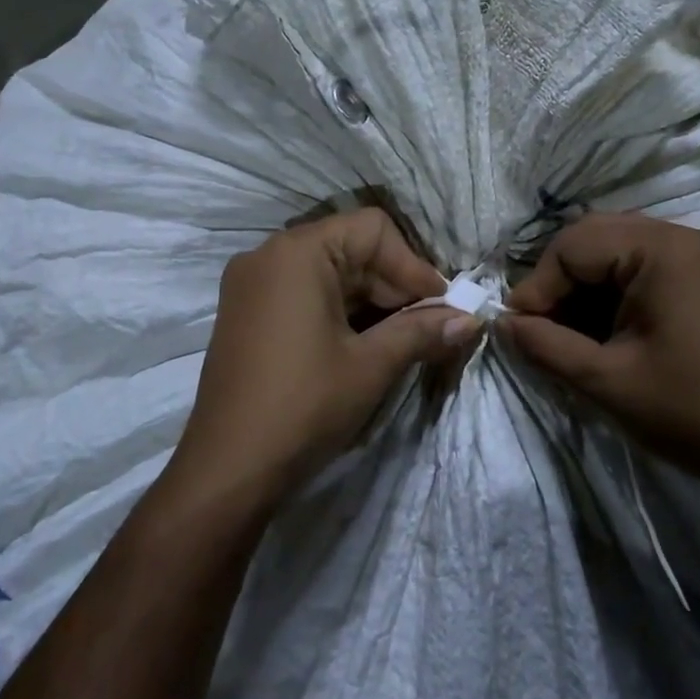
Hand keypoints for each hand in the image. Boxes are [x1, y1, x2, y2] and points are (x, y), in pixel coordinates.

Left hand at [175, 209, 477, 504]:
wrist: (228, 469)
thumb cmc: (304, 405)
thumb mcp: (370, 365)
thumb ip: (422, 331)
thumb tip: (471, 319)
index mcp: (297, 252)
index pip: (372, 229)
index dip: (413, 264)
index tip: (441, 305)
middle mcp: (268, 254)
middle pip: (349, 247)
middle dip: (394, 284)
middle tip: (428, 326)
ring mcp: (251, 284)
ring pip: (328, 272)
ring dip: (370, 300)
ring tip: (402, 338)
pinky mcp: (245, 312)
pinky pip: (303, 292)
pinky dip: (338, 310)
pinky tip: (363, 343)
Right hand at [501, 213, 699, 494]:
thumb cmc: (690, 412)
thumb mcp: (605, 381)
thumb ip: (544, 344)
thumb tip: (503, 322)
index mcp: (665, 250)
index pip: (575, 245)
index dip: (538, 285)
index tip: (519, 327)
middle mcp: (687, 236)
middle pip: (596, 237)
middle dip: (560, 280)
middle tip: (540, 324)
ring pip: (619, 248)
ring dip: (586, 283)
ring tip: (568, 328)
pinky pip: (646, 264)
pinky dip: (615, 288)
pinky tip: (605, 326)